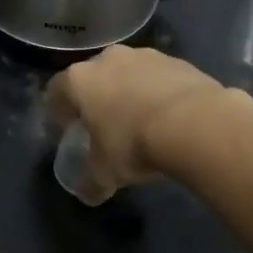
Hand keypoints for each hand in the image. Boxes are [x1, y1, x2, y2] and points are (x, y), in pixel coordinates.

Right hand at [46, 46, 228, 199]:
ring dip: (130, 92)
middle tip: (104, 124)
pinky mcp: (179, 62)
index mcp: (80, 80)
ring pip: (128, 73)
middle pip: (94, 76)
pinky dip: (160, 93)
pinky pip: (160, 78)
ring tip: (141, 121)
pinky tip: (170, 118)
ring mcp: (146, 56)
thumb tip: (88, 195)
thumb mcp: (105, 172)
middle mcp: (108, 59)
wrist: (196, 124)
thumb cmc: (133, 143)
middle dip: (96, 97)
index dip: (58, 110)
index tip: (66, 128)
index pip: (56, 90)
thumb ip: (91, 182)